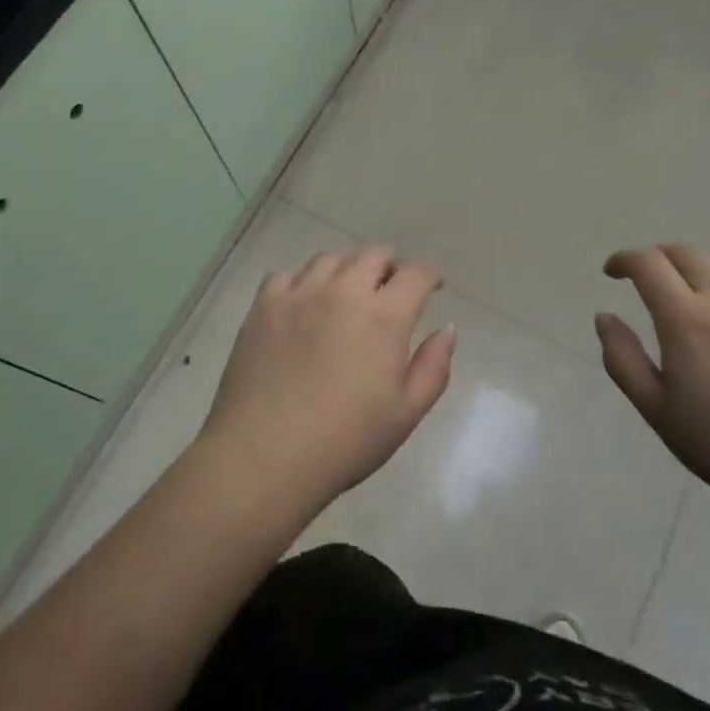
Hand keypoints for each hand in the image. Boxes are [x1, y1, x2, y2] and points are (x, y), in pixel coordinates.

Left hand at [198, 247, 455, 515]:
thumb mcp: (406, 414)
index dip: (429, 276)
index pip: (415, 275)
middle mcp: (343, 291)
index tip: (432, 286)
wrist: (264, 455)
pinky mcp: (263, 305)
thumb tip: (446, 329)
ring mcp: (299, 294)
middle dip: (389, 267)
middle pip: (373, 255)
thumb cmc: (345, 441)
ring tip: (345, 294)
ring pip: (330, 258)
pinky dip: (301, 281)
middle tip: (389, 291)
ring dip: (347, 270)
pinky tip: (301, 304)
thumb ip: (433, 367)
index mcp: (383, 316)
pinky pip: (286, 274)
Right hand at [597, 243, 709, 518]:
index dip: (624, 259)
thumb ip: (623, 359)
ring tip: (692, 297)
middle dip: (659, 257)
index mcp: (685, 318)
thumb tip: (604, 317)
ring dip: (699, 271)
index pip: (648, 264)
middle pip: (687, 254)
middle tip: (646, 278)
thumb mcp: (657, 410)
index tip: (612, 272)